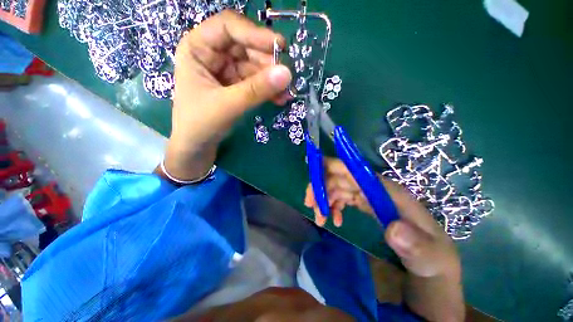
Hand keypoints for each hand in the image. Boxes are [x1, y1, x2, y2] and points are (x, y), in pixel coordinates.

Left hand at [163, 10, 291, 180]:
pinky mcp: (236, 86)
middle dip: (268, 62)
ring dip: (272, 79)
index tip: (280, 47)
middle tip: (287, 77)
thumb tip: (287, 73)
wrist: (197, 147)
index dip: (255, 34)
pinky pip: (256, 82)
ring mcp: (226, 71)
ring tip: (287, 93)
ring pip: (255, 66)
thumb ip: (256, 90)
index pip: (229, 27)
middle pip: (246, 47)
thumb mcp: (227, 106)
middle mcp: (213, 54)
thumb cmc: (200, 125)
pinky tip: (280, 98)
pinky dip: (269, 90)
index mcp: (198, 48)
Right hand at [304, 158, 463, 319]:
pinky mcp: (366, 206)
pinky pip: (343, 198)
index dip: (333, 168)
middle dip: (322, 186)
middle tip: (310, 205)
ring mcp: (371, 197)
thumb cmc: (433, 263)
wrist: (432, 272)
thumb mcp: (430, 259)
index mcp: (390, 193)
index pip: (357, 171)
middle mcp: (377, 190)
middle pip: (343, 177)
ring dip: (325, 198)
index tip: (313, 177)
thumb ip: (416, 245)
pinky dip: (333, 205)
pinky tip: (334, 220)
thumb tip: (392, 229)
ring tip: (321, 218)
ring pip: (339, 187)